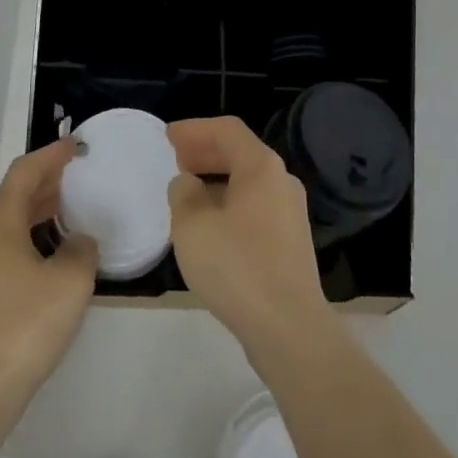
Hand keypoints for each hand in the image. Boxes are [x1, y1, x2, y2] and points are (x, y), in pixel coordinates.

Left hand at [0, 139, 98, 420]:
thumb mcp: (70, 283)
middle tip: (74, 181)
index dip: (52, 155)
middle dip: (43, 186)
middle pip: (10, 197)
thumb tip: (77, 242)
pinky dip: (18, 243)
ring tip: (61, 219)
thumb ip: (81, 250)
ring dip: (30, 216)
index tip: (75, 146)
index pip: (25, 171)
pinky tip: (37, 264)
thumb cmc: (23, 328)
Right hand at [168, 117, 331, 359]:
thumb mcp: (193, 225)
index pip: (227, 130)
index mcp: (261, 167)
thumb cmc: (237, 267)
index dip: (194, 129)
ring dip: (216, 181)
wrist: (289, 328)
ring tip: (186, 194)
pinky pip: (254, 208)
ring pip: (247, 183)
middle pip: (240, 154)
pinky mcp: (289, 243)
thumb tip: (188, 184)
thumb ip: (183, 194)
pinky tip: (209, 228)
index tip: (168, 137)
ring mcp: (289, 213)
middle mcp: (281, 182)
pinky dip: (229, 205)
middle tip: (175, 160)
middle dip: (205, 153)